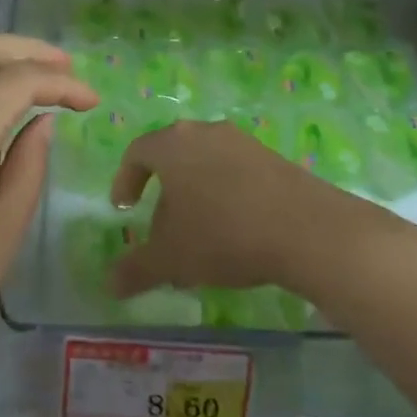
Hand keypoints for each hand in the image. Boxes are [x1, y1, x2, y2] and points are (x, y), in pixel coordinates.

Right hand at [109, 121, 390, 300]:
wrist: (307, 229)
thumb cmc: (223, 235)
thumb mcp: (171, 259)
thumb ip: (136, 269)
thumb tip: (110, 284)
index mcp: (172, 144)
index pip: (137, 152)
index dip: (125, 180)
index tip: (123, 209)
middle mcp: (206, 132)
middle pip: (173, 156)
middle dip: (162, 192)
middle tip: (160, 228)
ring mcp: (243, 141)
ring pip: (206, 164)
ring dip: (195, 194)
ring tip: (199, 234)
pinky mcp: (274, 156)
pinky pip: (236, 172)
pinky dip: (225, 195)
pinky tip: (235, 230)